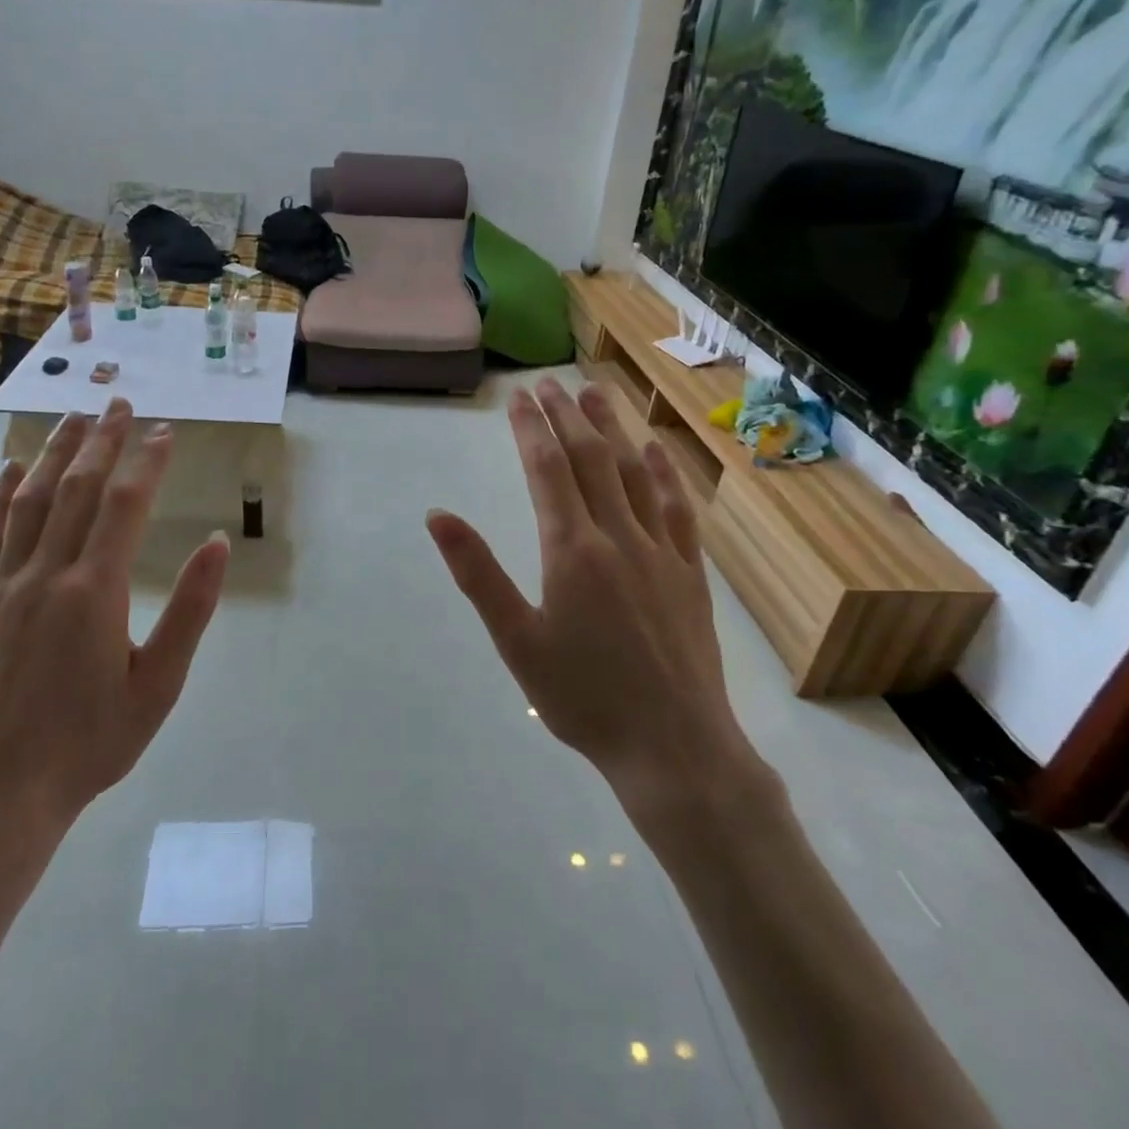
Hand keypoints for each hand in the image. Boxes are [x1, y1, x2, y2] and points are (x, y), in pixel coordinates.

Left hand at [0, 400, 229, 865]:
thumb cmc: (91, 741)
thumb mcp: (160, 684)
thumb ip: (190, 609)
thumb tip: (217, 543)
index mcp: (95, 590)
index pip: (124, 505)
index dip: (147, 461)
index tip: (165, 431)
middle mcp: (47, 574)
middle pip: (77, 490)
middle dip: (101, 441)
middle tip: (118, 403)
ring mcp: (4, 586)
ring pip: (31, 502)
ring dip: (54, 455)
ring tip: (72, 419)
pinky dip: (2, 497)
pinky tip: (12, 472)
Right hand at [426, 380, 755, 808]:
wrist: (673, 746)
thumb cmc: (582, 697)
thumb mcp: (515, 640)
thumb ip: (478, 573)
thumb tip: (438, 516)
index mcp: (572, 550)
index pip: (547, 471)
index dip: (531, 430)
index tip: (518, 397)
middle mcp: (618, 536)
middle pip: (591, 460)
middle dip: (567, 416)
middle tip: (550, 382)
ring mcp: (661, 551)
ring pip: (635, 474)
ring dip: (613, 429)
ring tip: (596, 393)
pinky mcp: (690, 572)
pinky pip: (678, 509)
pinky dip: (665, 473)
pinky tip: (656, 452)